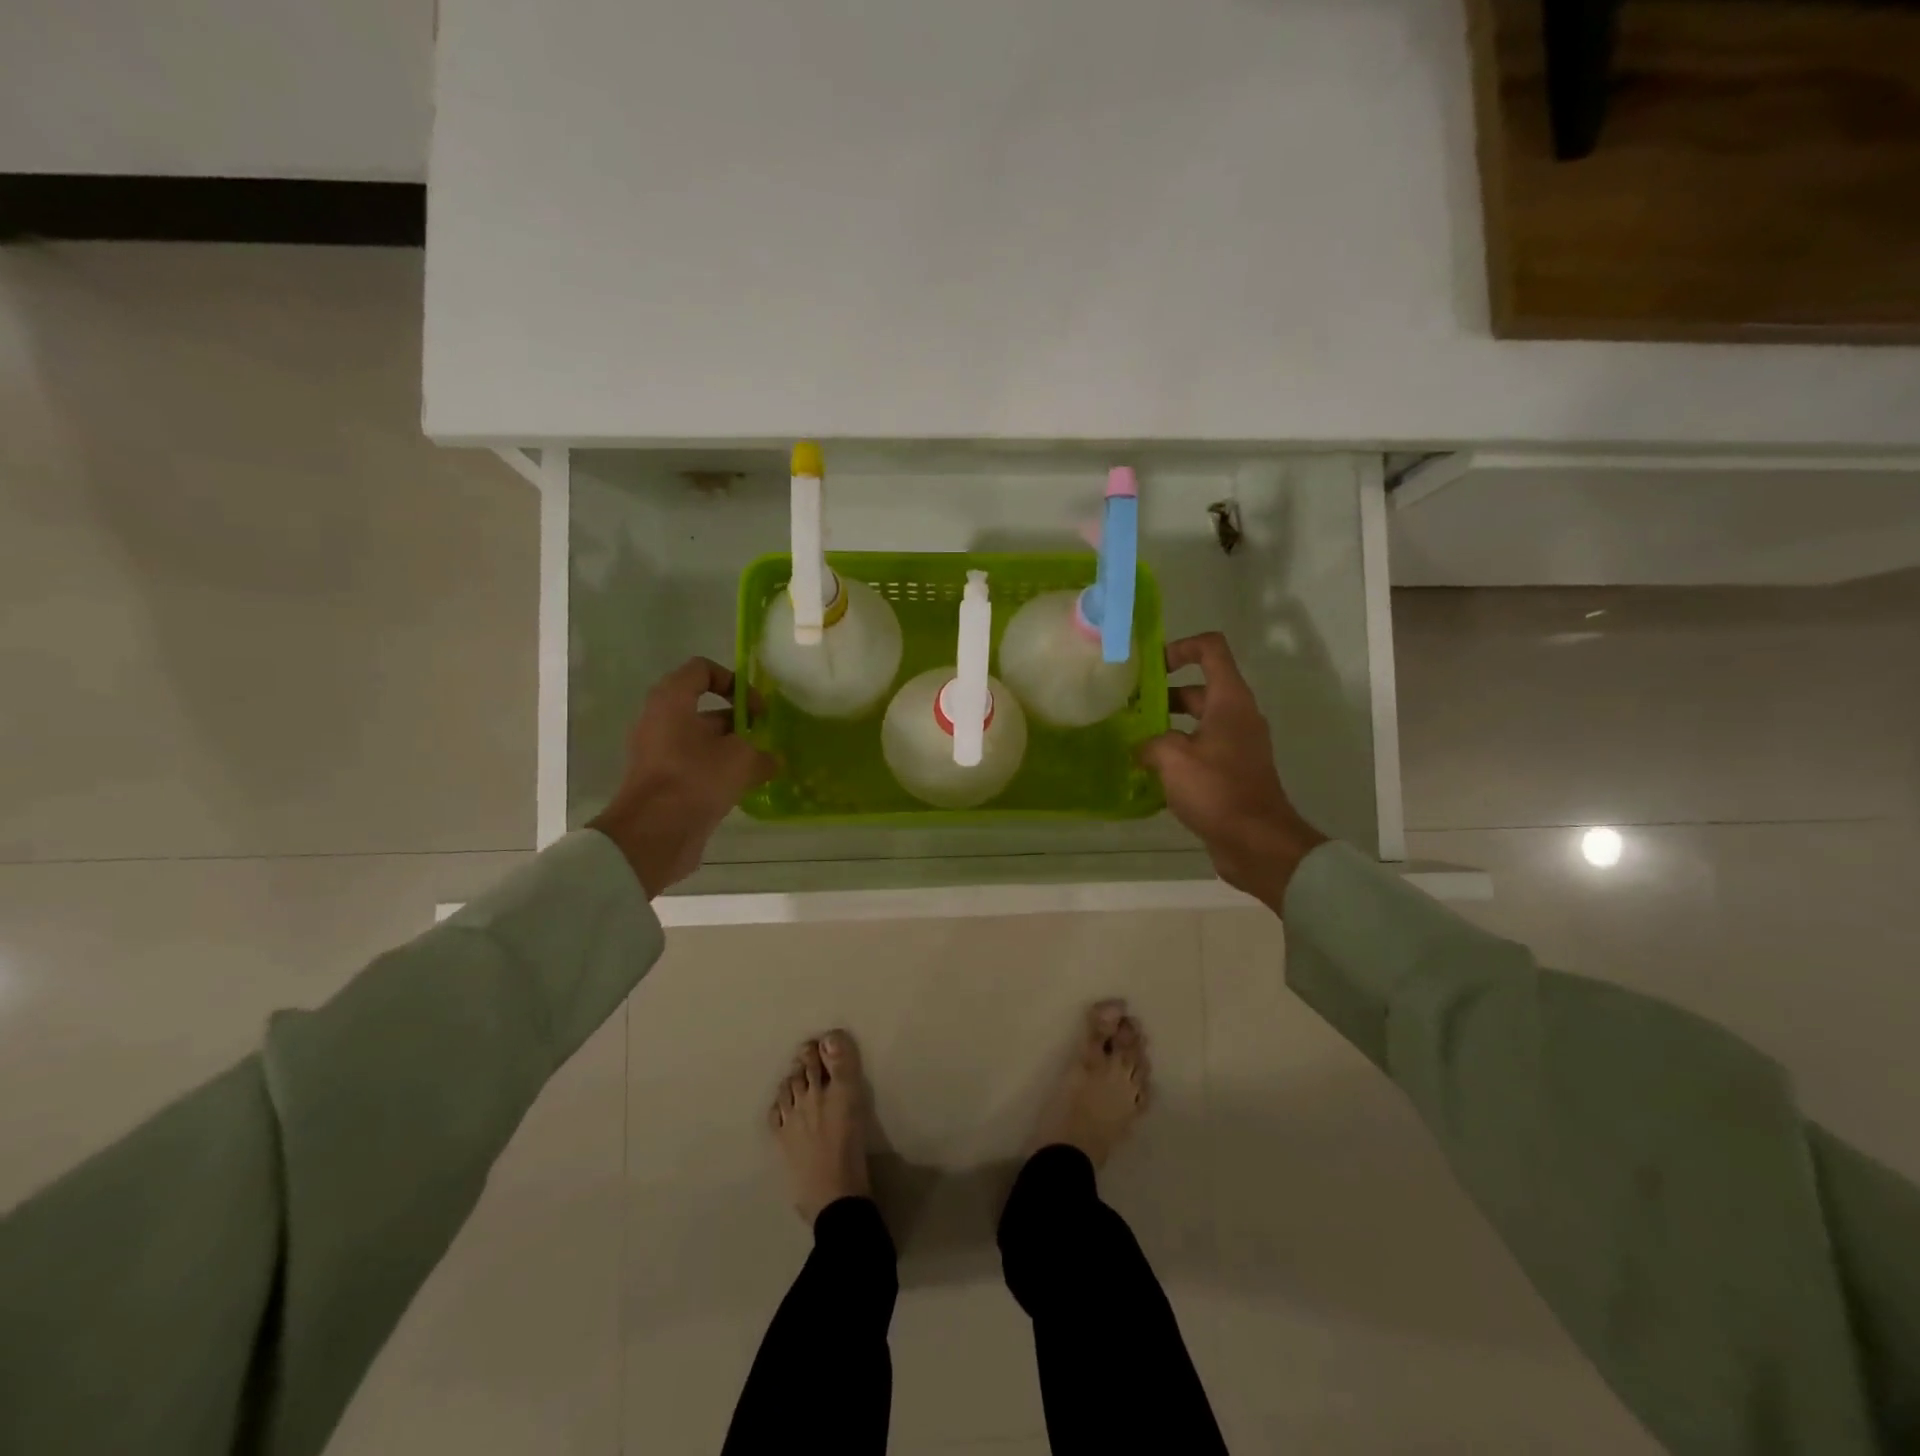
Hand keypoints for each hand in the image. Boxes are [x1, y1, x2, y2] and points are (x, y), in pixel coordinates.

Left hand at [589, 658, 776, 897]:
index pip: (702, 670)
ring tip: (761, 765)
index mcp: (672, 701)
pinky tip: (744, 787)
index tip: (756, 707)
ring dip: (732, 748)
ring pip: (702, 740)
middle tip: (764, 736)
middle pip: (704, 707)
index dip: (733, 681)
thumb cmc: (696, 779)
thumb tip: (773, 760)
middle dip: (738, 719)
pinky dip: (719, 771)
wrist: (654, 834)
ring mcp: (659, 753)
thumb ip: (762, 753)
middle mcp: (660, 721)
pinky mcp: (663, 781)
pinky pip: (696, 766)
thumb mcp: (742, 759)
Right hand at [1138, 632, 1327, 912]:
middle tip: (1128, 708)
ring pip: (1197, 722)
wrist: (1256, 843)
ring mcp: (1237, 746)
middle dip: (1163, 693)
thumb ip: (1150, 742)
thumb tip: (1141, 748)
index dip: (1180, 647)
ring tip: (1132, 739)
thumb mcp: (1173, 758)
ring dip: (1166, 725)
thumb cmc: (1217, 790)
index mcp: (1229, 701)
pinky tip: (1150, 771)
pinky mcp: (1232, 773)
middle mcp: (1237, 717)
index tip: (1150, 667)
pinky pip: (1200, 750)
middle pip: (1199, 688)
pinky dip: (1177, 752)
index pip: (1211, 650)